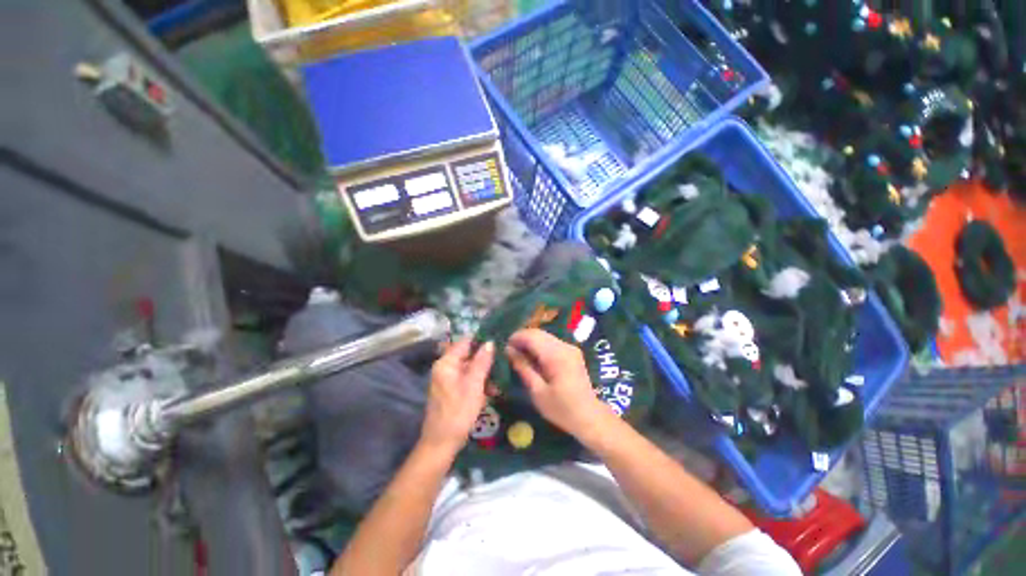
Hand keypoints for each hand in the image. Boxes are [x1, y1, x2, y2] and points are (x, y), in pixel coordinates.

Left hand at [420, 339, 494, 455]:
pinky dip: (479, 383)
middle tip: (504, 361)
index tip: (499, 340)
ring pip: (471, 368)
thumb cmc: (458, 412)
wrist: (441, 444)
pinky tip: (492, 391)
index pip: (465, 342)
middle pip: (469, 355)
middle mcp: (445, 367)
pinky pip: (468, 380)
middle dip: (486, 359)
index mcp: (446, 363)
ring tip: (500, 380)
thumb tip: (490, 342)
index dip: (482, 339)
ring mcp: (448, 379)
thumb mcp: (473, 385)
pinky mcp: (452, 390)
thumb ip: (482, 362)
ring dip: (485, 373)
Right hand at [506, 329, 611, 440]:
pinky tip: (534, 358)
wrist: (590, 417)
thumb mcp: (537, 391)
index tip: (504, 347)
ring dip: (531, 342)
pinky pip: (552, 342)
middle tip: (510, 351)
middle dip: (522, 338)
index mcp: (556, 355)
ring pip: (545, 336)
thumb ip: (523, 367)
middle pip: (539, 333)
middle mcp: (564, 346)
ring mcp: (570, 348)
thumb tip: (508, 350)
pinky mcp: (572, 352)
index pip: (532, 335)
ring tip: (519, 355)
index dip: (516, 337)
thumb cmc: (561, 409)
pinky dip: (540, 346)